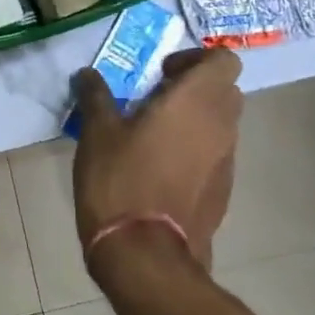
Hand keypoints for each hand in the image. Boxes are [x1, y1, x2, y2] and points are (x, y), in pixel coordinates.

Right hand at [72, 47, 243, 272]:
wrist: (145, 255)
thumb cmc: (121, 180)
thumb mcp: (97, 132)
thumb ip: (96, 96)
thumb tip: (87, 74)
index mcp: (197, 101)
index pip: (225, 59)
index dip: (196, 58)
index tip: (161, 73)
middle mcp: (221, 126)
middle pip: (225, 90)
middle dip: (195, 87)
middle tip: (155, 99)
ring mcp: (227, 161)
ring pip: (222, 124)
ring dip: (196, 120)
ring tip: (154, 135)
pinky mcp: (223, 192)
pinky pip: (216, 156)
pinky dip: (196, 150)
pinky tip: (161, 169)